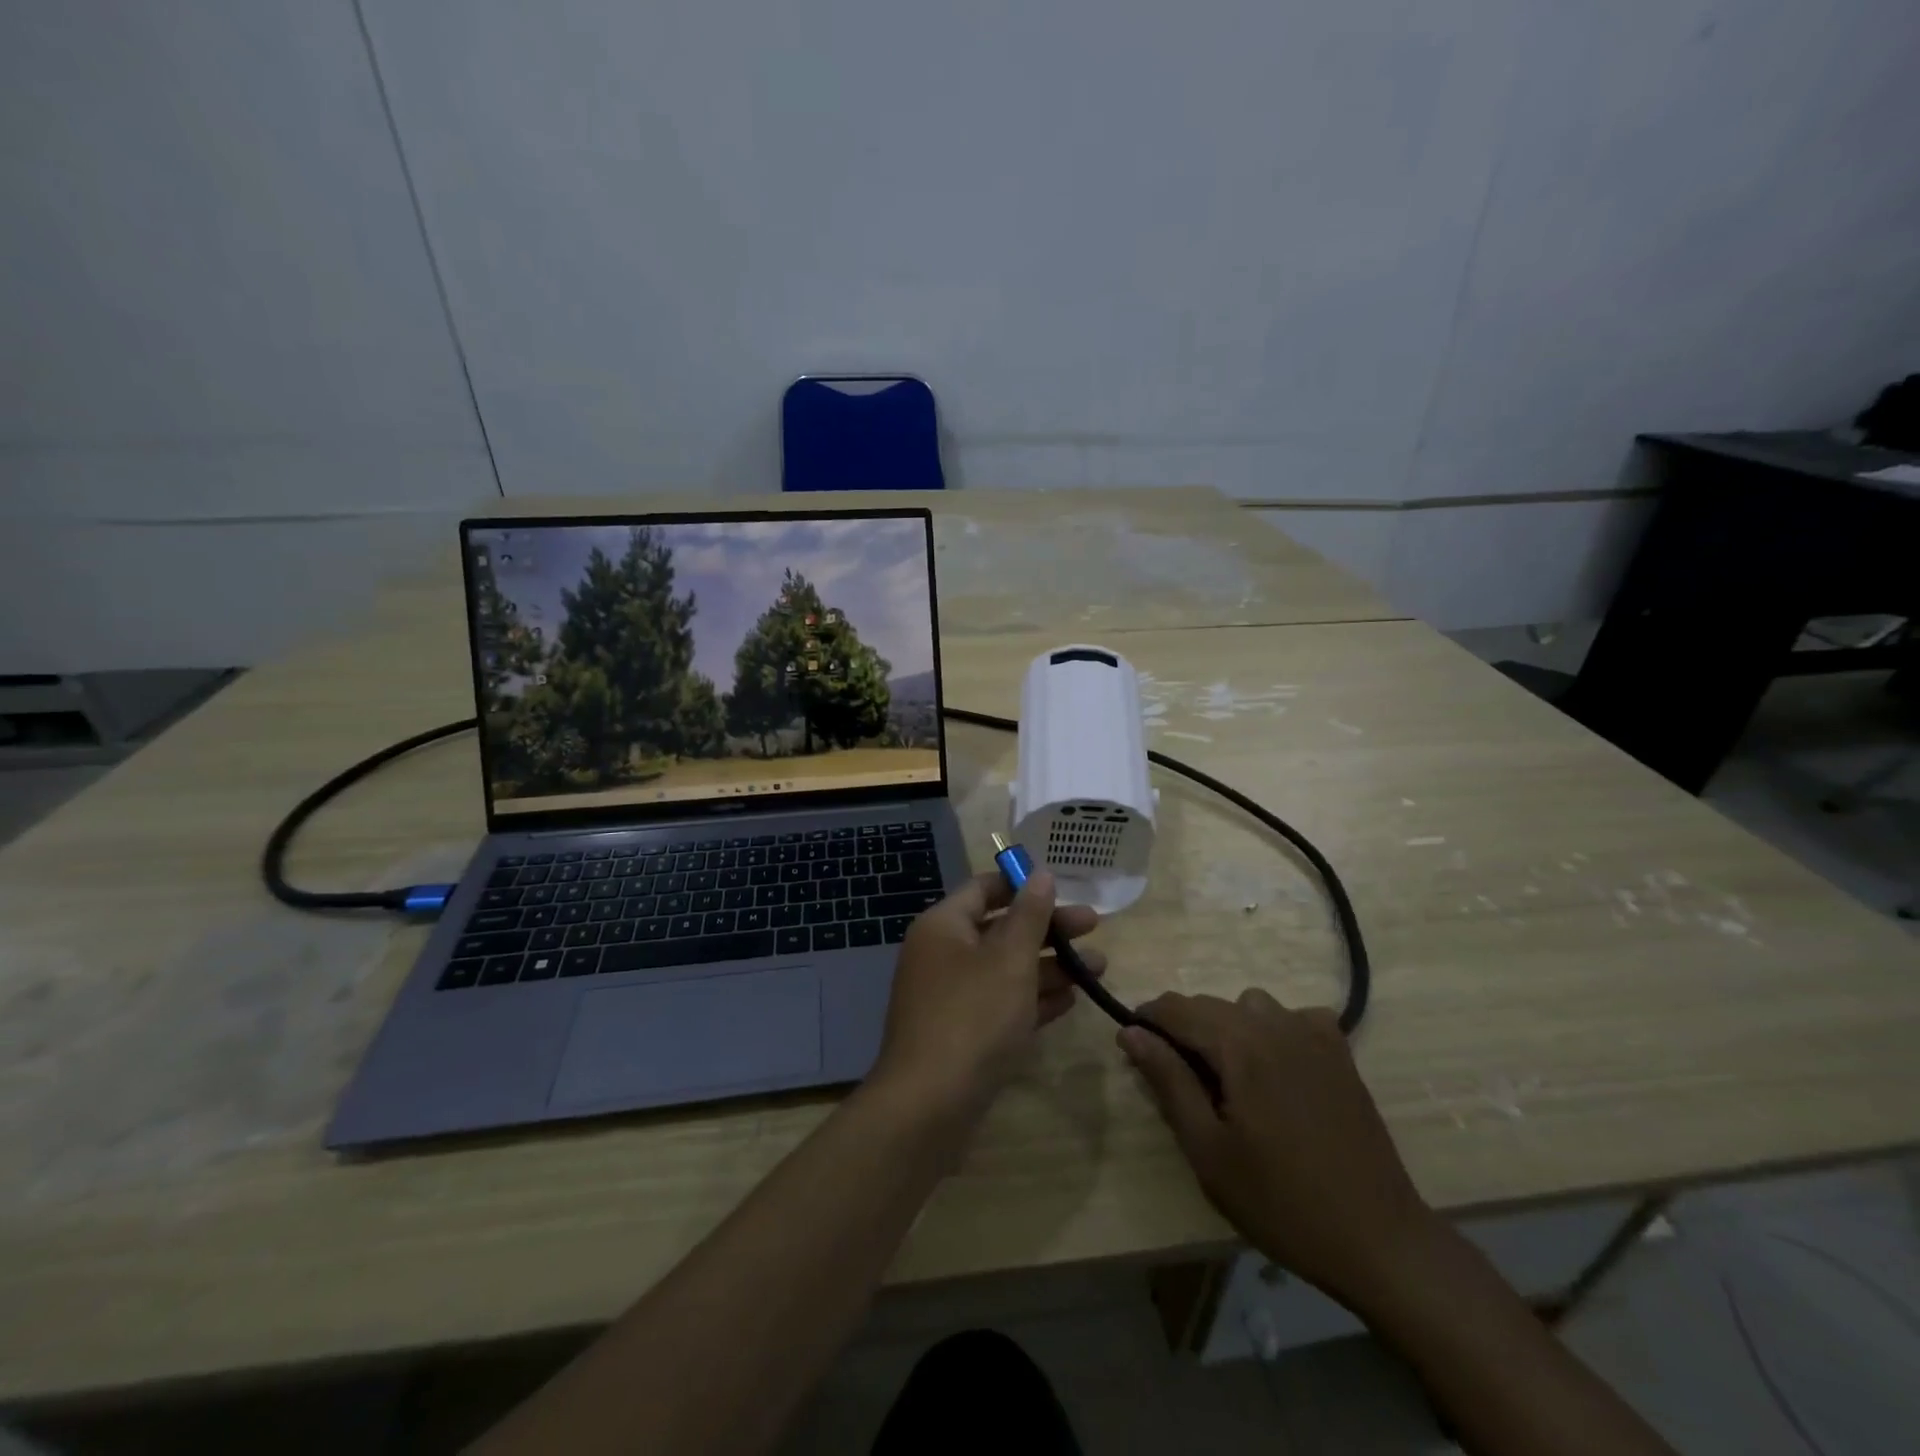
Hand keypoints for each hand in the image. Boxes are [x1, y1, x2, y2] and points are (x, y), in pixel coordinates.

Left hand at [869, 870, 1102, 1120]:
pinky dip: (1034, 999)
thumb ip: (1030, 914)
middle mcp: (942, 954)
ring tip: (1098, 969)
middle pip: (1001, 928)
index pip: (985, 888)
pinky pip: (1002, 1004)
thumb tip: (1041, 874)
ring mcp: (950, 996)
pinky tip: (1071, 1001)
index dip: (1024, 885)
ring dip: (1050, 966)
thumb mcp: (1009, 959)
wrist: (929, 1105)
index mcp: (944, 926)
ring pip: (1006, 969)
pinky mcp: (962, 1033)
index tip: (1065, 890)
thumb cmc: (972, 1016)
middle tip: (1094, 929)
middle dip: (1048, 929)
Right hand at [1119, 990, 1432, 1304]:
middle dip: (1182, 1027)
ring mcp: (1314, 1036)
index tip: (1131, 1046)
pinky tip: (1277, 1066)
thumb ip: (1167, 1080)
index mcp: (1240, 1044)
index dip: (1146, 1019)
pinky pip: (1295, 1017)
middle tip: (1174, 1076)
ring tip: (1226, 1075)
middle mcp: (1275, 1024)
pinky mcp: (1340, 1055)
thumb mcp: (1208, 1149)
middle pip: (1210, 1004)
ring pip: (1251, 1005)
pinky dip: (1274, 1029)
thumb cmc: (1281, 1202)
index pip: (1176, 1008)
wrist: (1379, 1241)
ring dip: (1227, 1026)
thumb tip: (1130, 1031)